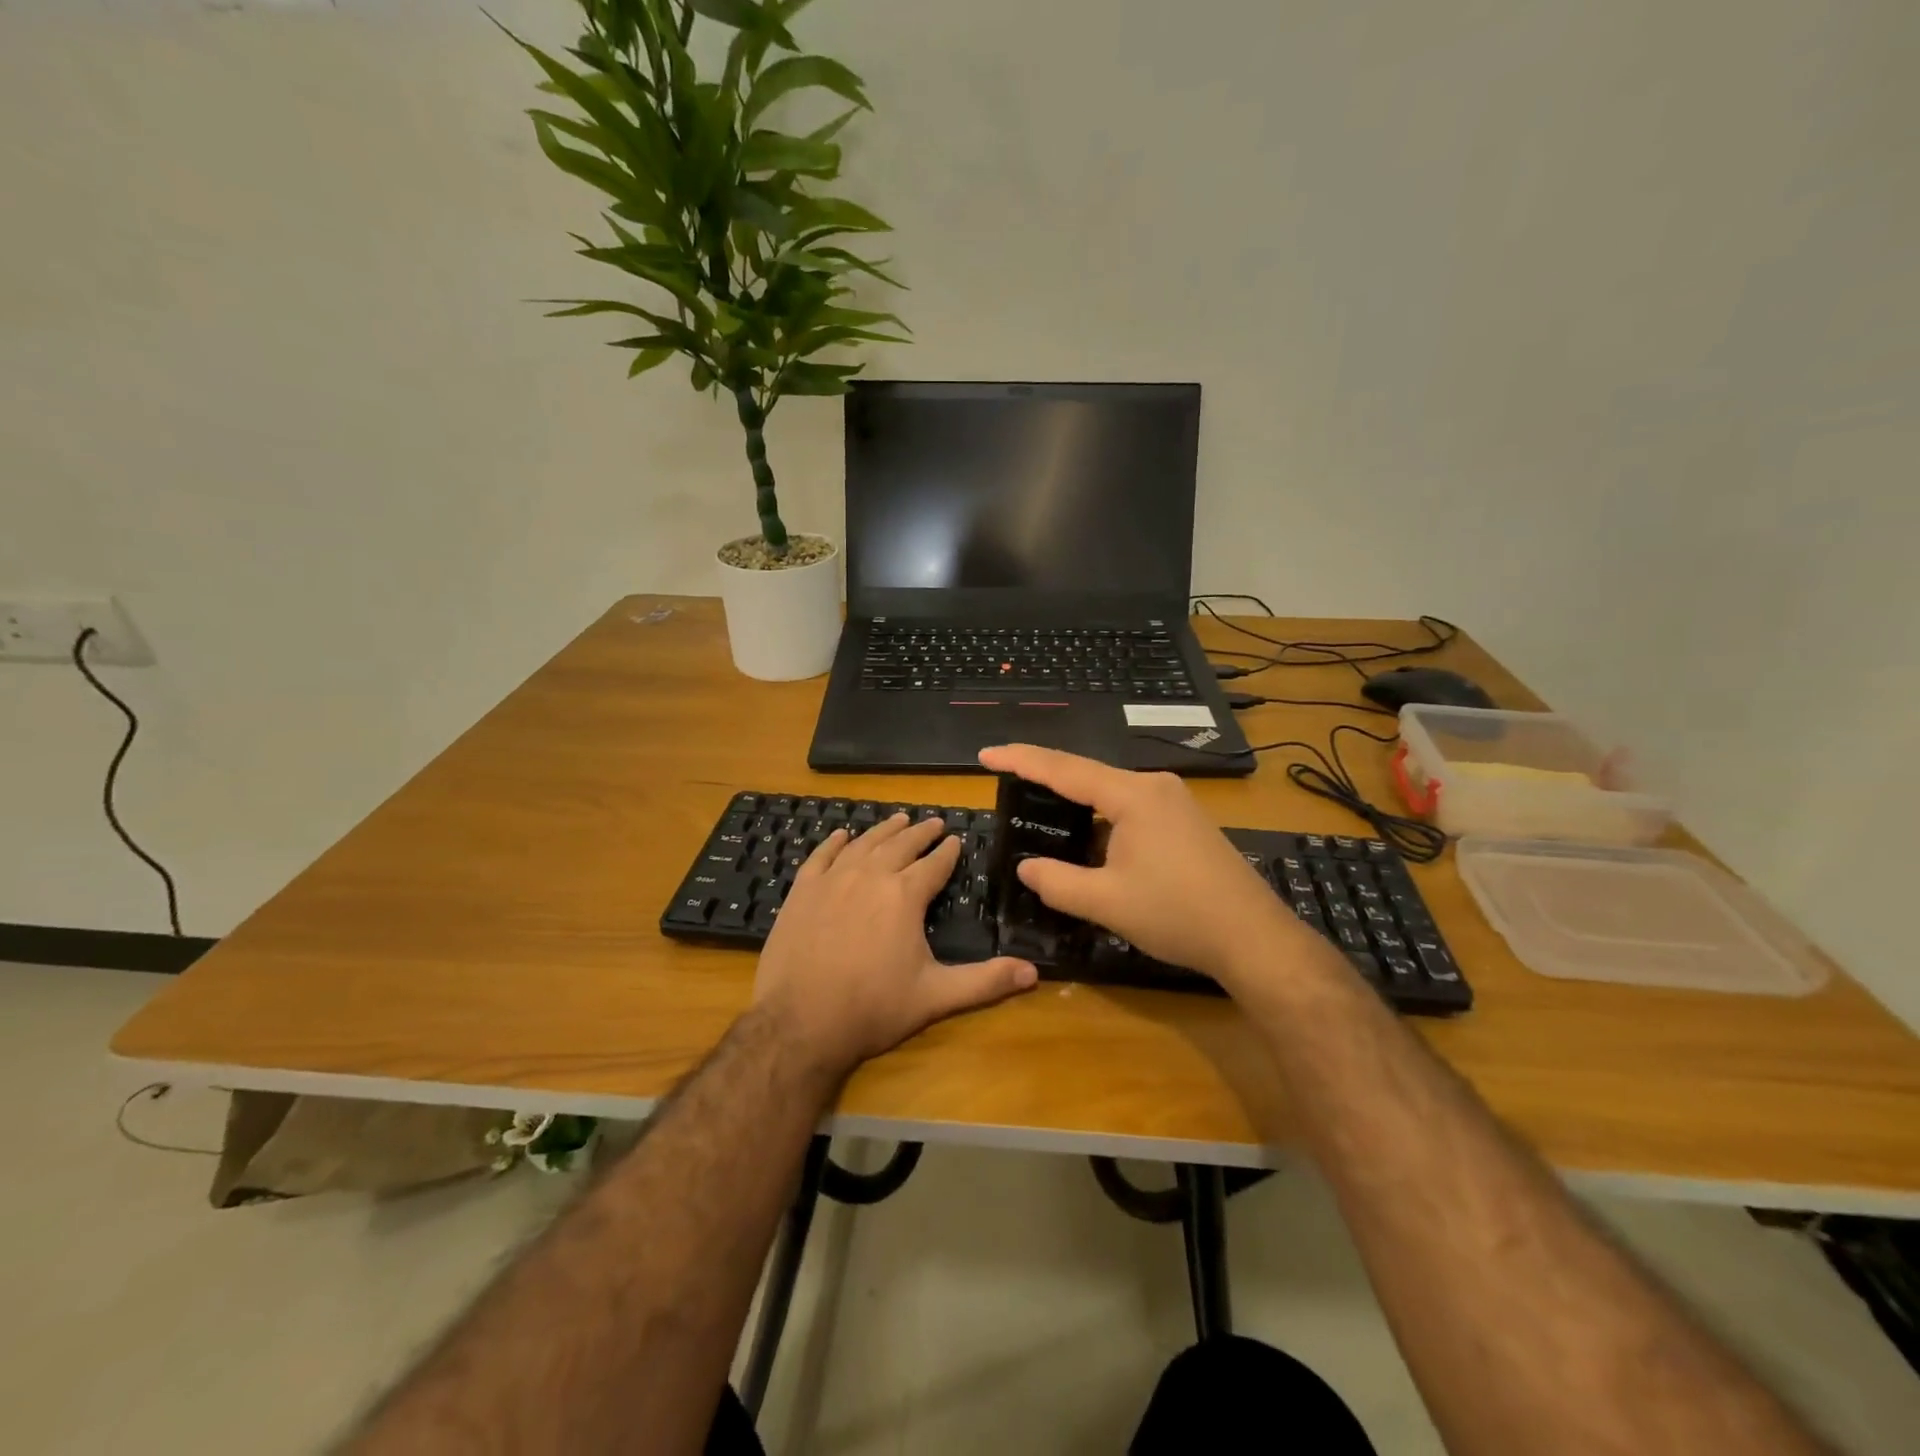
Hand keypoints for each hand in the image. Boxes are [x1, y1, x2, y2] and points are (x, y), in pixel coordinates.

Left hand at [752, 813, 1037, 1078]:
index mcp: (904, 895)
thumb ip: (985, 982)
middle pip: (900, 845)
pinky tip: (842, 835)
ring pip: (864, 844)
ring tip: (899, 819)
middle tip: (934, 821)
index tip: (956, 839)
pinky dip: (834, 842)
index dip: (948, 851)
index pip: (934, 864)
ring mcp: (832, 880)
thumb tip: (1034, 973)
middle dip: (921, 832)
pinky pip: (821, 856)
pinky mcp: (802, 892)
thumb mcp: (936, 997)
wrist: (799, 1023)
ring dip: (884, 829)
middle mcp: (870, 876)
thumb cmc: (872, 1009)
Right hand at [978, 744, 1307, 986]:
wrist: (1253, 938)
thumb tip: (1027, 868)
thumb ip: (1057, 882)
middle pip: (1088, 775)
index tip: (986, 754)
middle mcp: (1155, 786)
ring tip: (1041, 812)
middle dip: (1046, 780)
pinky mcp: (1185, 822)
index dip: (1021, 760)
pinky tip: (1089, 841)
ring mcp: (1175, 803)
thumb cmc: (1178, 914)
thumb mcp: (1106, 902)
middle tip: (1007, 782)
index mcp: (1133, 794)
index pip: (1064, 768)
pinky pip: (1131, 810)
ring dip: (1076, 805)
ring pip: (1111, 795)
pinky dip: (1102, 820)